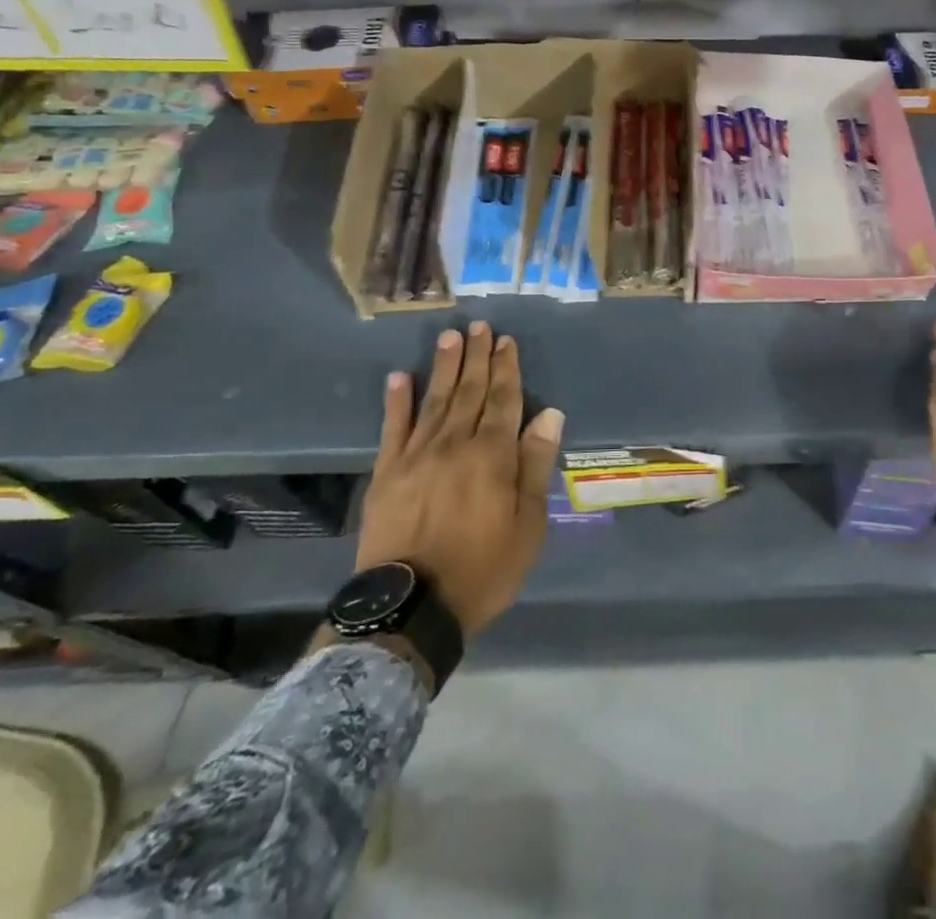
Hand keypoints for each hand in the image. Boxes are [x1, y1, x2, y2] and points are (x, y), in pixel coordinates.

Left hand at [354, 322, 564, 636]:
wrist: (411, 609)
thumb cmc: (483, 569)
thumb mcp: (528, 525)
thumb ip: (535, 466)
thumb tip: (549, 414)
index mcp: (492, 456)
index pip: (503, 400)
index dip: (507, 368)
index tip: (506, 341)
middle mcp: (455, 444)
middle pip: (470, 391)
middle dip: (477, 357)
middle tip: (479, 326)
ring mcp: (416, 456)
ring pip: (434, 400)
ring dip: (443, 366)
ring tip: (449, 337)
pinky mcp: (386, 473)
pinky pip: (392, 428)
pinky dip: (396, 401)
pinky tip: (399, 377)